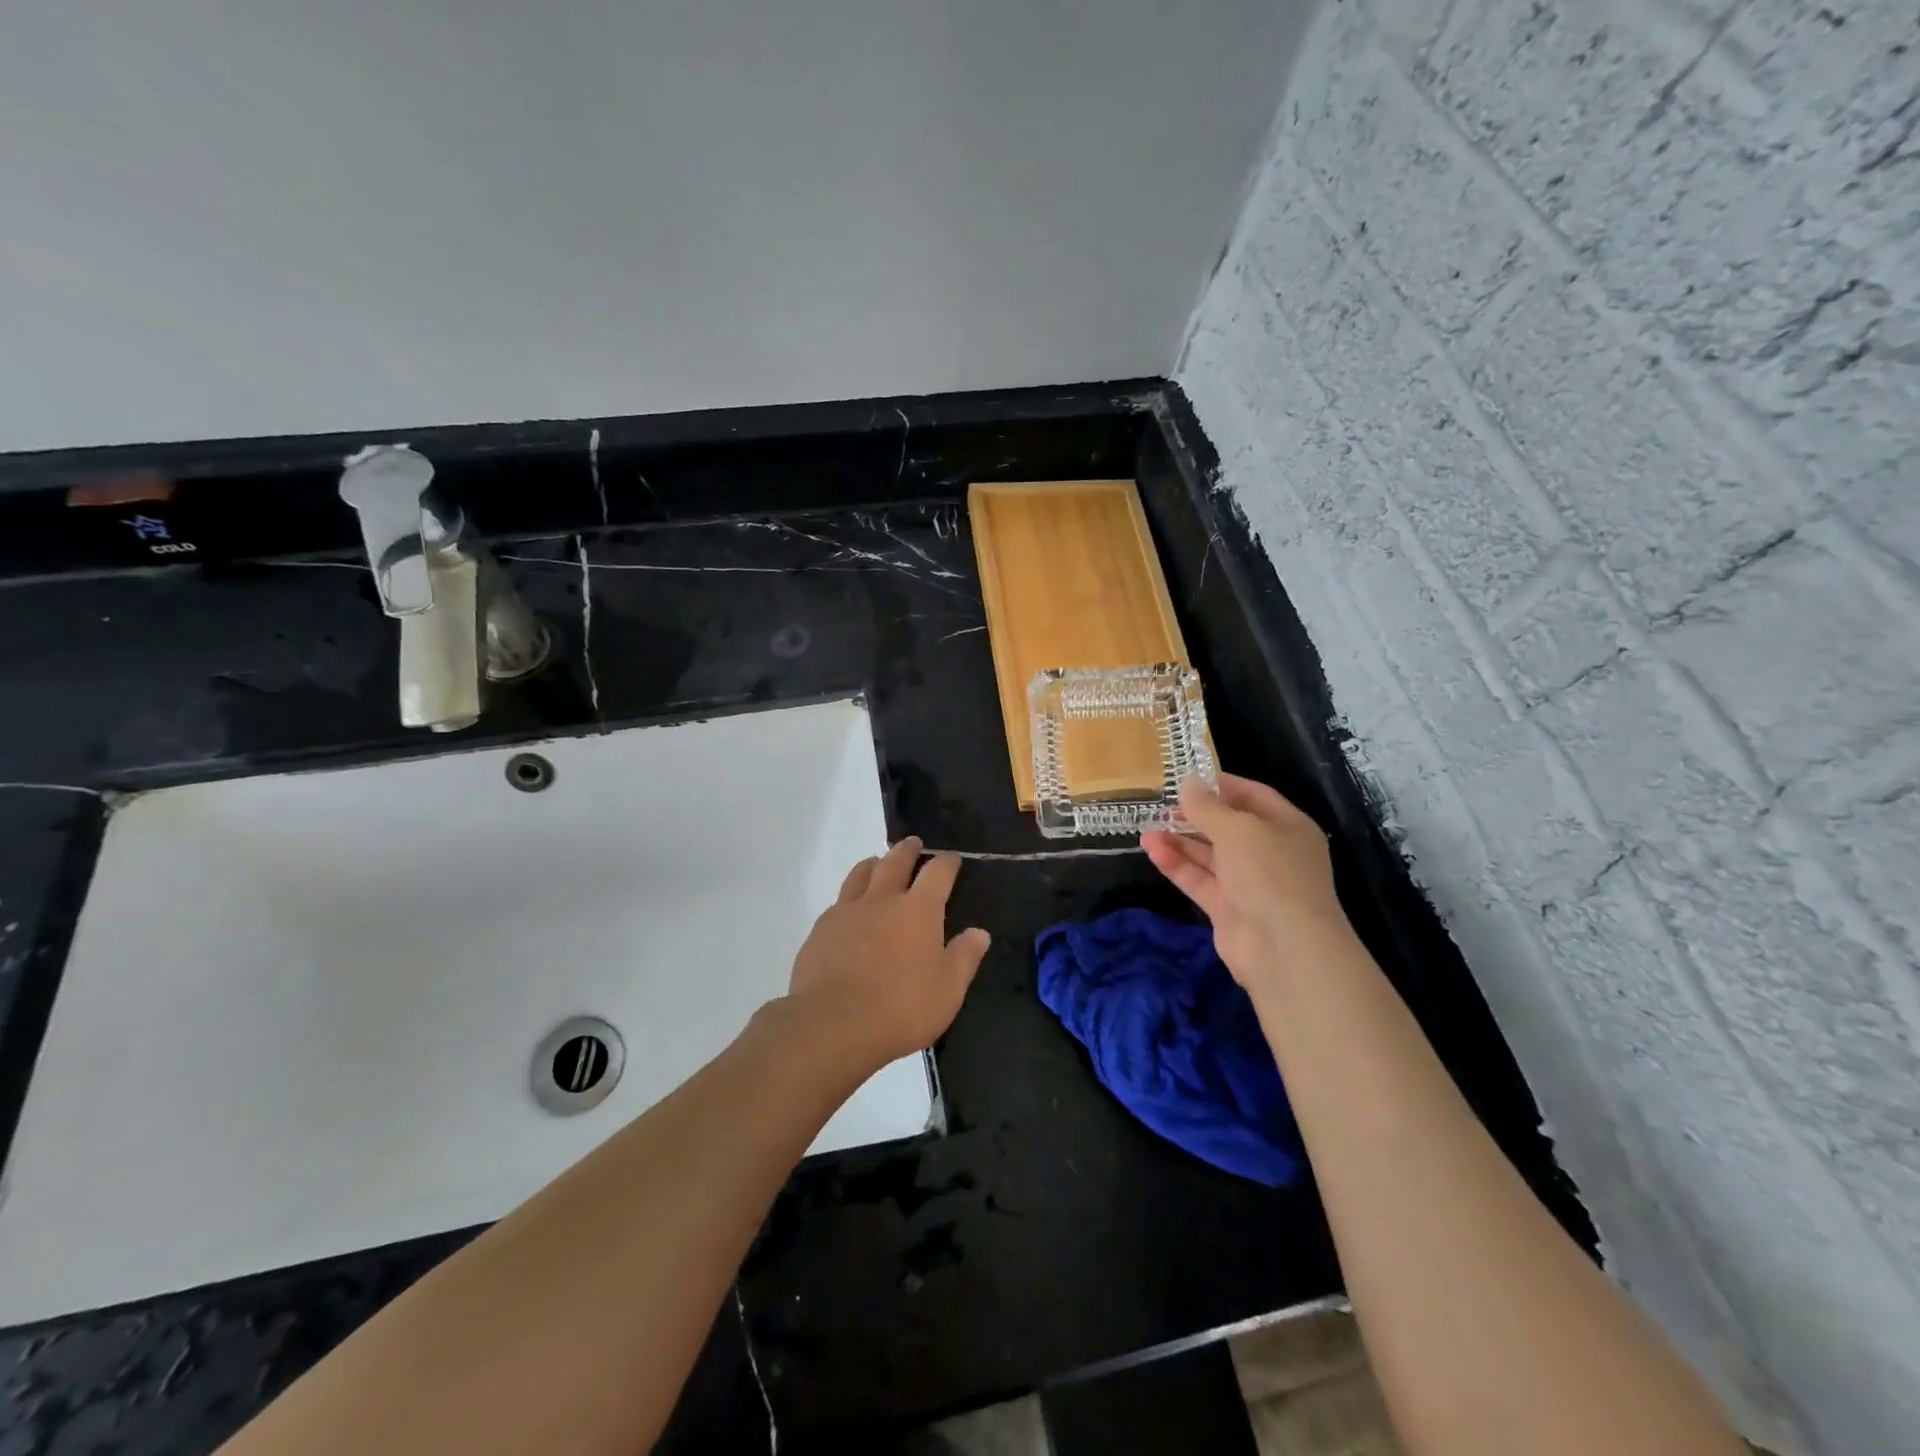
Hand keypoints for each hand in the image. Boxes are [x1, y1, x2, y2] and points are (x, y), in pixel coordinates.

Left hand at [785, 837, 990, 1070]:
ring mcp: (847, 911)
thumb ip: (965, 957)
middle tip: (913, 843)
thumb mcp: (948, 990)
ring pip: (861, 874)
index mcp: (919, 910)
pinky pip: (839, 902)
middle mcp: (882, 900)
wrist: (833, 1024)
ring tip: (877, 863)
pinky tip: (849, 909)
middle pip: (895, 862)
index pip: (937, 873)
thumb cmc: (901, 1008)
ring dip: (873, 864)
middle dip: (907, 850)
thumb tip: (980, 933)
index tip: (951, 859)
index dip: (947, 863)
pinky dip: (849, 896)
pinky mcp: (821, 930)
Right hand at [1141, 774, 1354, 987]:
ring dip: (1180, 840)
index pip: (1252, 796)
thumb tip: (1187, 781)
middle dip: (1194, 815)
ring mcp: (1249, 883)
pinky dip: (1177, 865)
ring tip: (1146, 827)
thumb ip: (1207, 806)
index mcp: (1287, 826)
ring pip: (1210, 855)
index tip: (1186, 777)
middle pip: (1228, 827)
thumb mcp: (1237, 829)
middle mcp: (1270, 852)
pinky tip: (1152, 850)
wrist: (1284, 949)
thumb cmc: (1269, 874)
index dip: (1220, 785)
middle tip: (1160, 803)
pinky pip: (1200, 880)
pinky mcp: (1228, 908)